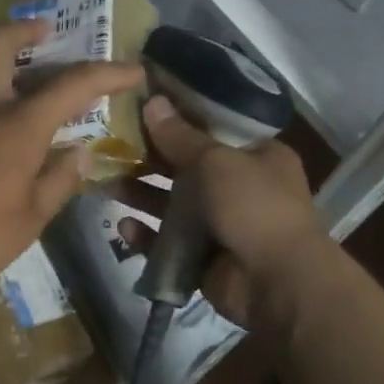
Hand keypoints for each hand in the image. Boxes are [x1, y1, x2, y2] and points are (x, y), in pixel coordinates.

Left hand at [0, 20, 143, 293]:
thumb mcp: (29, 219)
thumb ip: (58, 182)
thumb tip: (79, 154)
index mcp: (18, 123)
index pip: (73, 84)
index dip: (109, 73)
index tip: (135, 70)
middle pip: (0, 43)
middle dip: (26, 28)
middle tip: (46, 32)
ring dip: (2, 60)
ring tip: (23, 79)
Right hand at [109, 94, 322, 328]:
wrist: (277, 281)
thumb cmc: (254, 205)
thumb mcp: (217, 160)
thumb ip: (180, 136)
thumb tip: (153, 102)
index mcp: (258, 156)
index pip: (214, 130)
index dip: (180, 119)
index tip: (143, 108)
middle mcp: (241, 187)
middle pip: (186, 168)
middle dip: (150, 159)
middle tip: (112, 146)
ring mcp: (221, 225)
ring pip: (172, 206)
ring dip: (141, 195)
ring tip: (106, 183)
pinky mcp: (202, 258)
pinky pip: (167, 243)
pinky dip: (146, 236)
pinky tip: (124, 226)